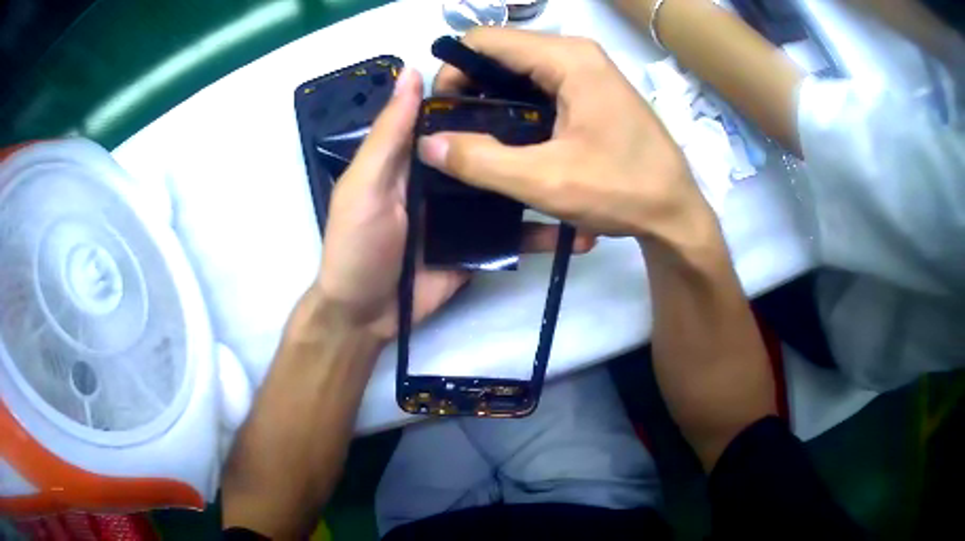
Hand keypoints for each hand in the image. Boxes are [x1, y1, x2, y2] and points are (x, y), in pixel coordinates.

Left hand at [318, 67, 594, 340]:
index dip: (485, 95)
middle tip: (575, 126)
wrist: (366, 316)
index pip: (454, 115)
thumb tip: (411, 72)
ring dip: (543, 186)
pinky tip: (578, 234)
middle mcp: (444, 178)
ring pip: (508, 191)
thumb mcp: (366, 185)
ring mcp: (465, 213)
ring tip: (589, 174)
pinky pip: (513, 235)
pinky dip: (541, 235)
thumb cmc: (357, 244)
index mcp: (416, 155)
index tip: (529, 77)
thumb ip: (389, 133)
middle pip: (489, 151)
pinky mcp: (480, 245)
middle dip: (527, 139)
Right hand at [420, 28, 715, 246]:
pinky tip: (510, 137)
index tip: (443, 115)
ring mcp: (587, 69)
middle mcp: (576, 52)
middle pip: (500, 52)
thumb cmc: (622, 190)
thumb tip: (426, 144)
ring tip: (479, 139)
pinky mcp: (592, 89)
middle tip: (456, 133)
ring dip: (491, 99)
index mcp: (567, 58)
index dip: (453, 72)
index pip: (484, 40)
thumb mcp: (545, 180)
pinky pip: (539, 84)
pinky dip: (515, 105)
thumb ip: (480, 160)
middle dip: (469, 87)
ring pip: (518, 69)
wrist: (676, 212)